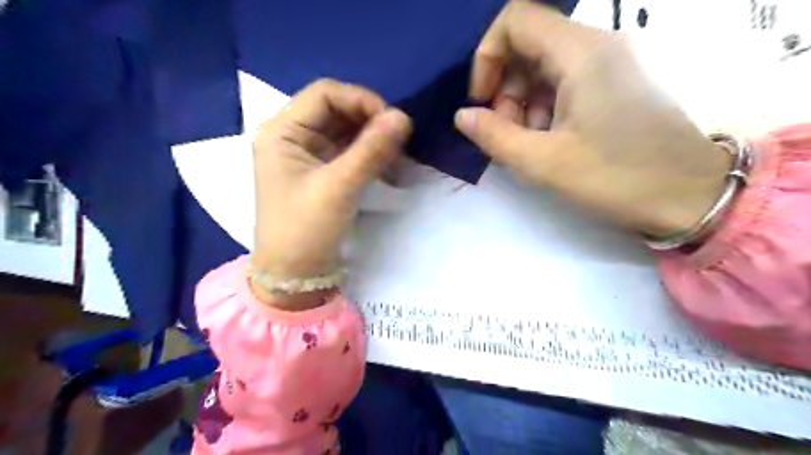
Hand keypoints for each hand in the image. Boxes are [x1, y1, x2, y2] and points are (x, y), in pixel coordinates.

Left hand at [252, 79, 412, 296]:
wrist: (294, 275)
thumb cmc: (306, 229)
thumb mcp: (339, 187)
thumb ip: (371, 150)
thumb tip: (404, 117)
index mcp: (282, 131)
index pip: (325, 94)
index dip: (361, 100)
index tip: (392, 121)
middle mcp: (292, 136)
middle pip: (337, 110)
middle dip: (370, 121)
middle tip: (400, 140)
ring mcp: (308, 155)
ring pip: (346, 131)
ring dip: (373, 139)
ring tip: (398, 156)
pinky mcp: (322, 172)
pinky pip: (349, 152)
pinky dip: (370, 156)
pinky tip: (389, 167)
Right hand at [459, 1, 732, 236]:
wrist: (689, 196)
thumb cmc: (616, 177)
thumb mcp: (544, 162)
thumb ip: (495, 136)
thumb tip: (463, 116)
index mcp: (581, 53)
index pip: (515, 21)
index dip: (487, 57)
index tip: (483, 102)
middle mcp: (596, 46)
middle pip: (527, 45)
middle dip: (504, 89)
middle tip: (507, 133)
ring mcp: (608, 65)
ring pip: (543, 67)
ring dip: (522, 103)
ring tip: (529, 144)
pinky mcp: (614, 85)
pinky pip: (564, 83)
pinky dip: (544, 108)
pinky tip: (549, 142)